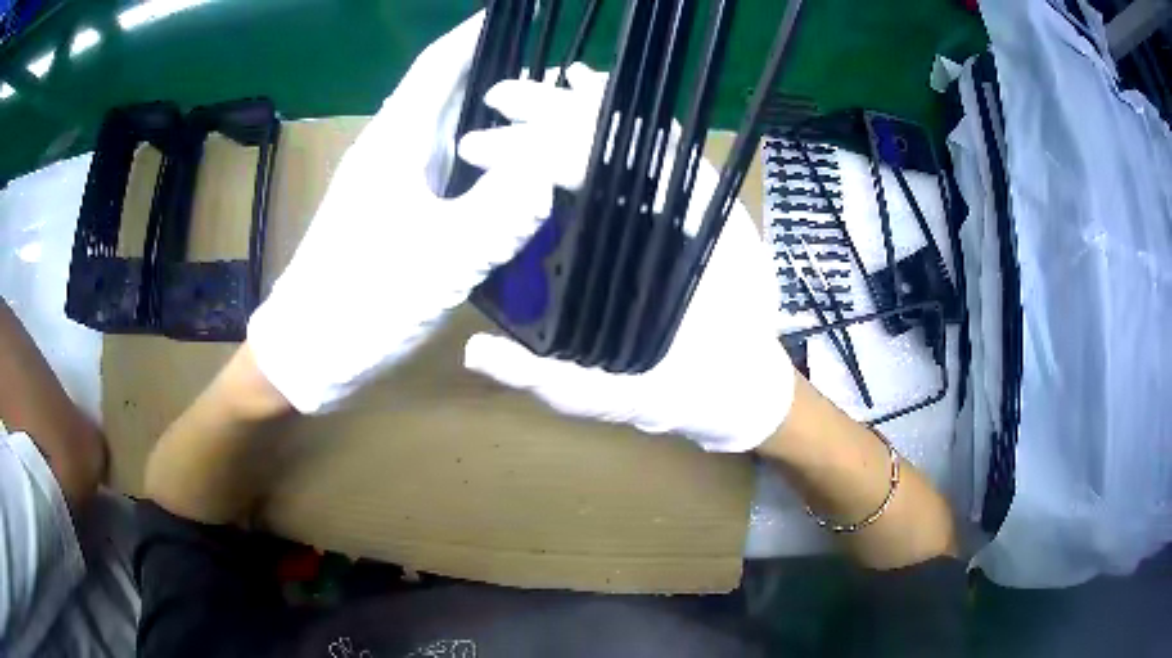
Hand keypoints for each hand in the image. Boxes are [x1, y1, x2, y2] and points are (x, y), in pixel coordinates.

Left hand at [248, 12, 556, 413]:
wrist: (309, 350)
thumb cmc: (362, 301)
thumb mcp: (440, 258)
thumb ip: (502, 208)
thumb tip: (557, 162)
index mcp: (397, 141)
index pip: (439, 64)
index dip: (477, 34)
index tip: (520, 17)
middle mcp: (391, 149)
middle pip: (448, 90)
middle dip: (498, 70)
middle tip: (557, 74)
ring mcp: (389, 181)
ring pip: (448, 127)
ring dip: (490, 112)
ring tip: (545, 112)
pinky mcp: (392, 212)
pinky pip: (445, 165)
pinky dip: (480, 155)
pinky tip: (509, 171)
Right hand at [460, 66, 795, 452]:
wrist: (744, 389)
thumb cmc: (688, 393)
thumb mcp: (618, 396)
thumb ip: (548, 378)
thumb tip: (474, 350)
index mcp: (670, 245)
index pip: (595, 172)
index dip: (533, 152)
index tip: (481, 148)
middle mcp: (689, 209)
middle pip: (619, 139)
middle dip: (554, 112)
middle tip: (499, 97)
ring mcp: (698, 204)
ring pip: (644, 134)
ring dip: (591, 104)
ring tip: (544, 82)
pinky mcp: (699, 208)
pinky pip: (661, 152)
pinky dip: (626, 123)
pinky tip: (593, 98)